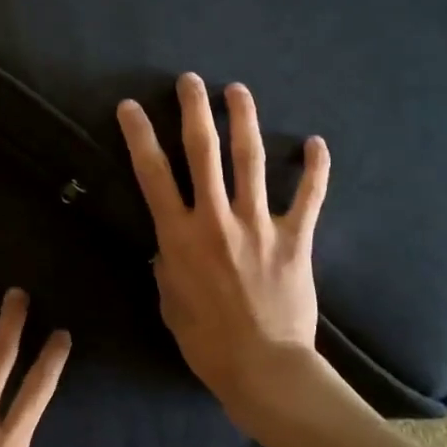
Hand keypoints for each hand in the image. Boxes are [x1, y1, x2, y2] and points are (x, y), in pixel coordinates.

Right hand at [116, 74, 329, 414]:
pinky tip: (316, 142)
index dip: (139, 136)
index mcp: (179, 236)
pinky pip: (309, 196)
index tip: (131, 107)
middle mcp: (216, 219)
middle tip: (190, 80)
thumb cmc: (206, 342)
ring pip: (250, 161)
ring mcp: (259, 225)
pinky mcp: (295, 238)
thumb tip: (170, 247)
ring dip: (244, 121)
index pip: (153, 175)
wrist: (263, 366)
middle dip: (194, 111)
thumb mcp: (169, 303)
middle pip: (203, 152)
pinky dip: (315, 168)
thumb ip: (167, 267)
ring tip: (237, 90)